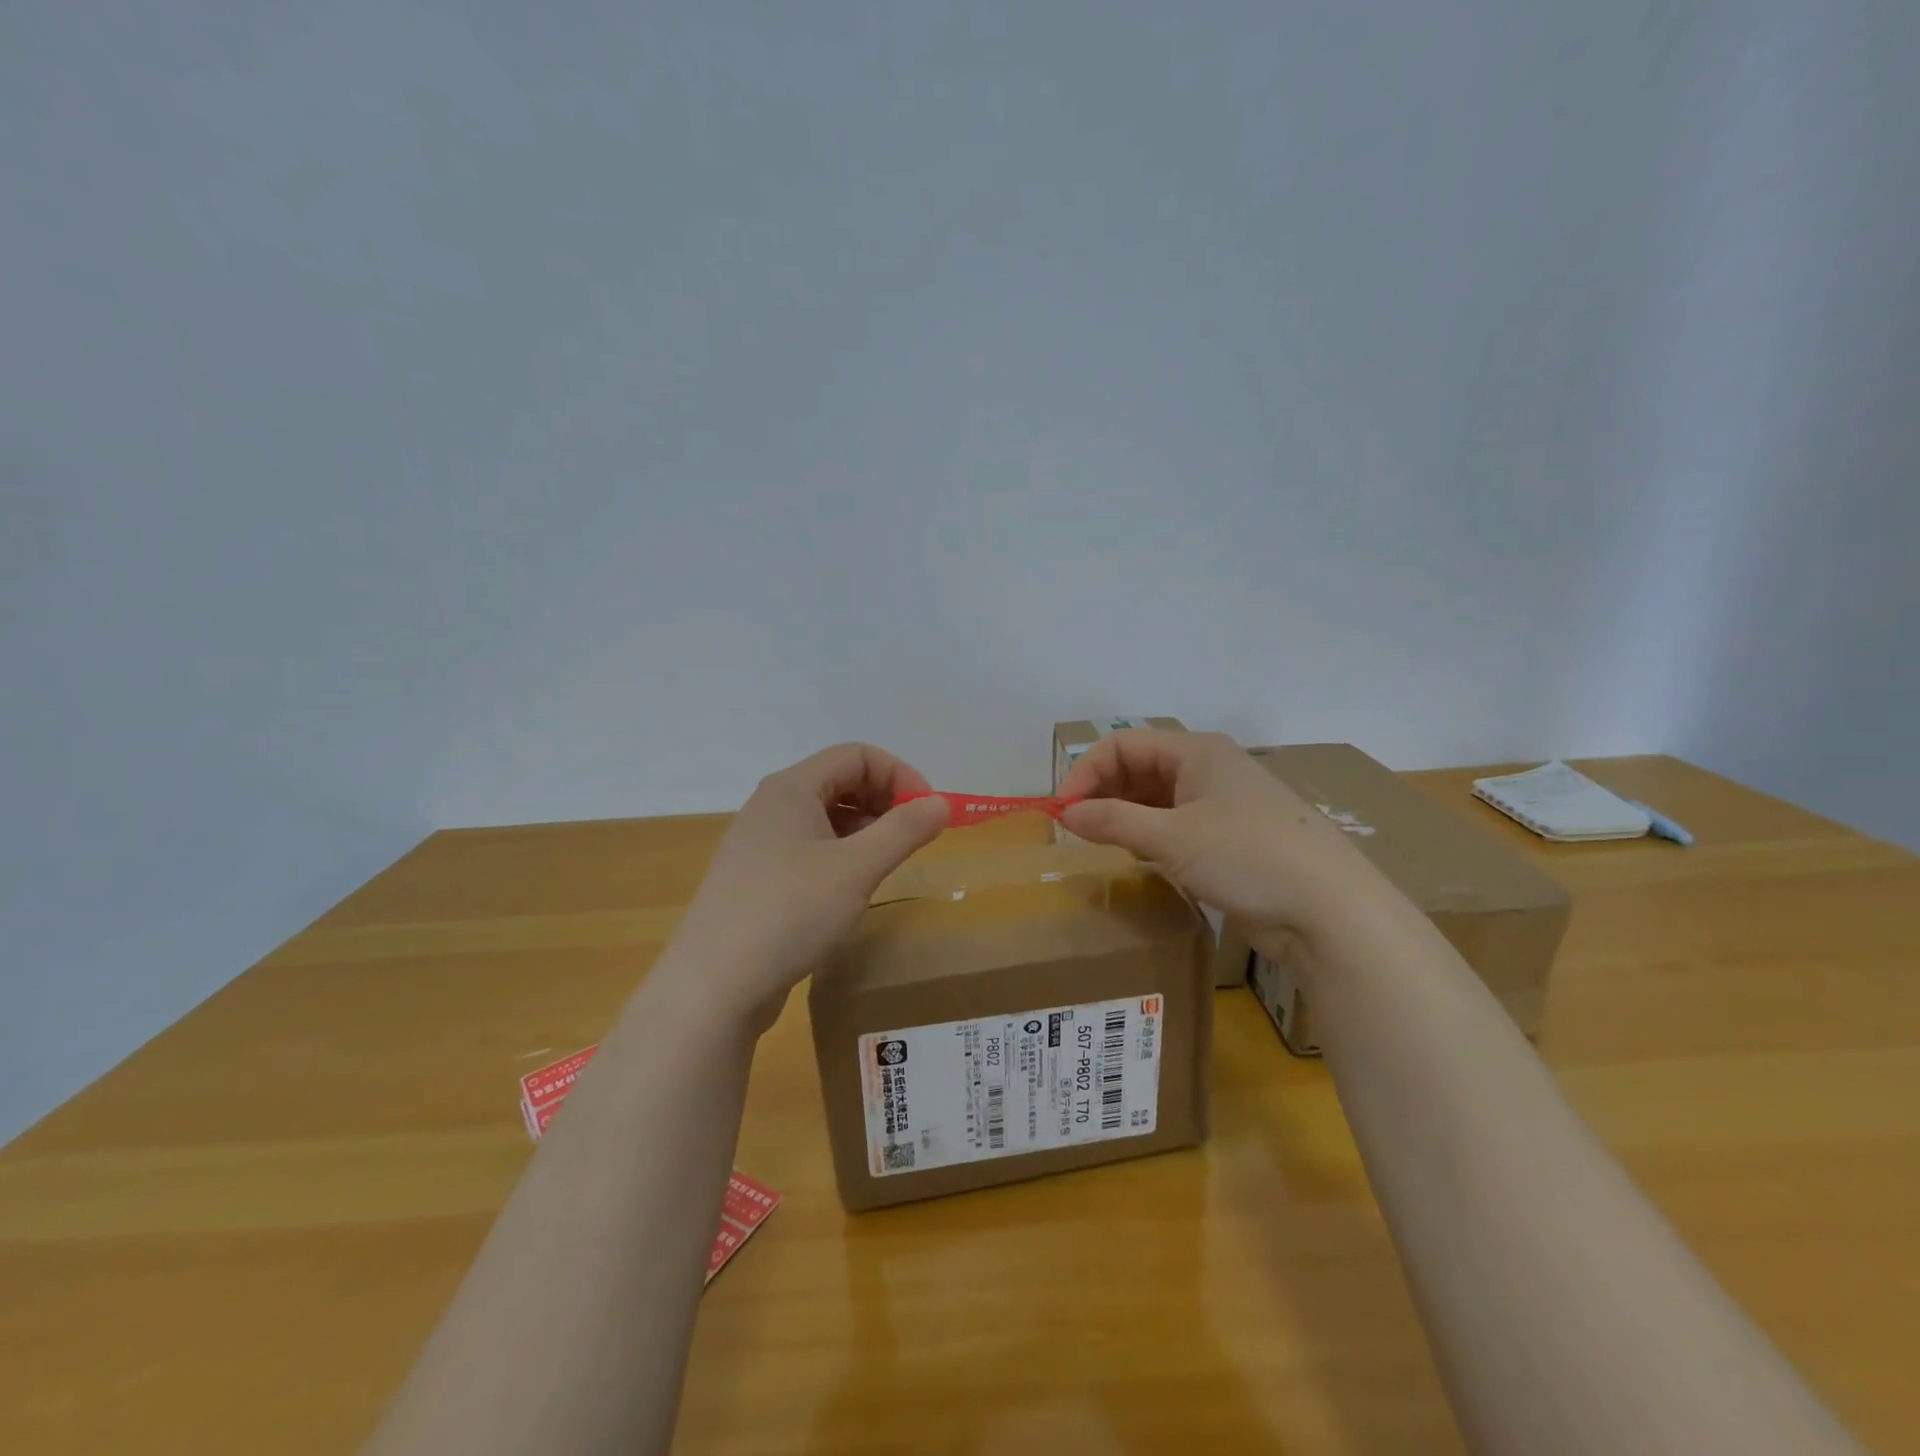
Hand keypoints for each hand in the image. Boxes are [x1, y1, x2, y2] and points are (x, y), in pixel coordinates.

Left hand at [664, 743, 950, 1028]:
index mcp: (791, 788)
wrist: (713, 988)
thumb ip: (903, 830)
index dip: (900, 775)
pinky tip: (852, 889)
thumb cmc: (788, 914)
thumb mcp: (856, 869)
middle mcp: (771, 806)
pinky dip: (841, 855)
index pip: (857, 755)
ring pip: (825, 818)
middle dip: (885, 801)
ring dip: (865, 830)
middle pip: (840, 781)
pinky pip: (809, 849)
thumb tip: (942, 803)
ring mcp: (760, 844)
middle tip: (913, 839)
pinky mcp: (757, 879)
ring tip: (888, 864)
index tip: (929, 813)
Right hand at [1057, 730, 1394, 950]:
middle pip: (1140, 767)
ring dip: (1126, 815)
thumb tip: (1065, 813)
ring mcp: (1224, 803)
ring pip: (1158, 798)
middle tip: (1077, 830)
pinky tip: (1141, 858)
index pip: (1123, 745)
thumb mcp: (1172, 838)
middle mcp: (1210, 768)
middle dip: (1104, 793)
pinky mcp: (1233, 837)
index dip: (1087, 772)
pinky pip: (1178, 824)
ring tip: (1102, 844)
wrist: (1330, 910)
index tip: (1063, 811)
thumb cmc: (1247, 856)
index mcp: (1197, 751)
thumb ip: (1113, 821)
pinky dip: (1151, 835)